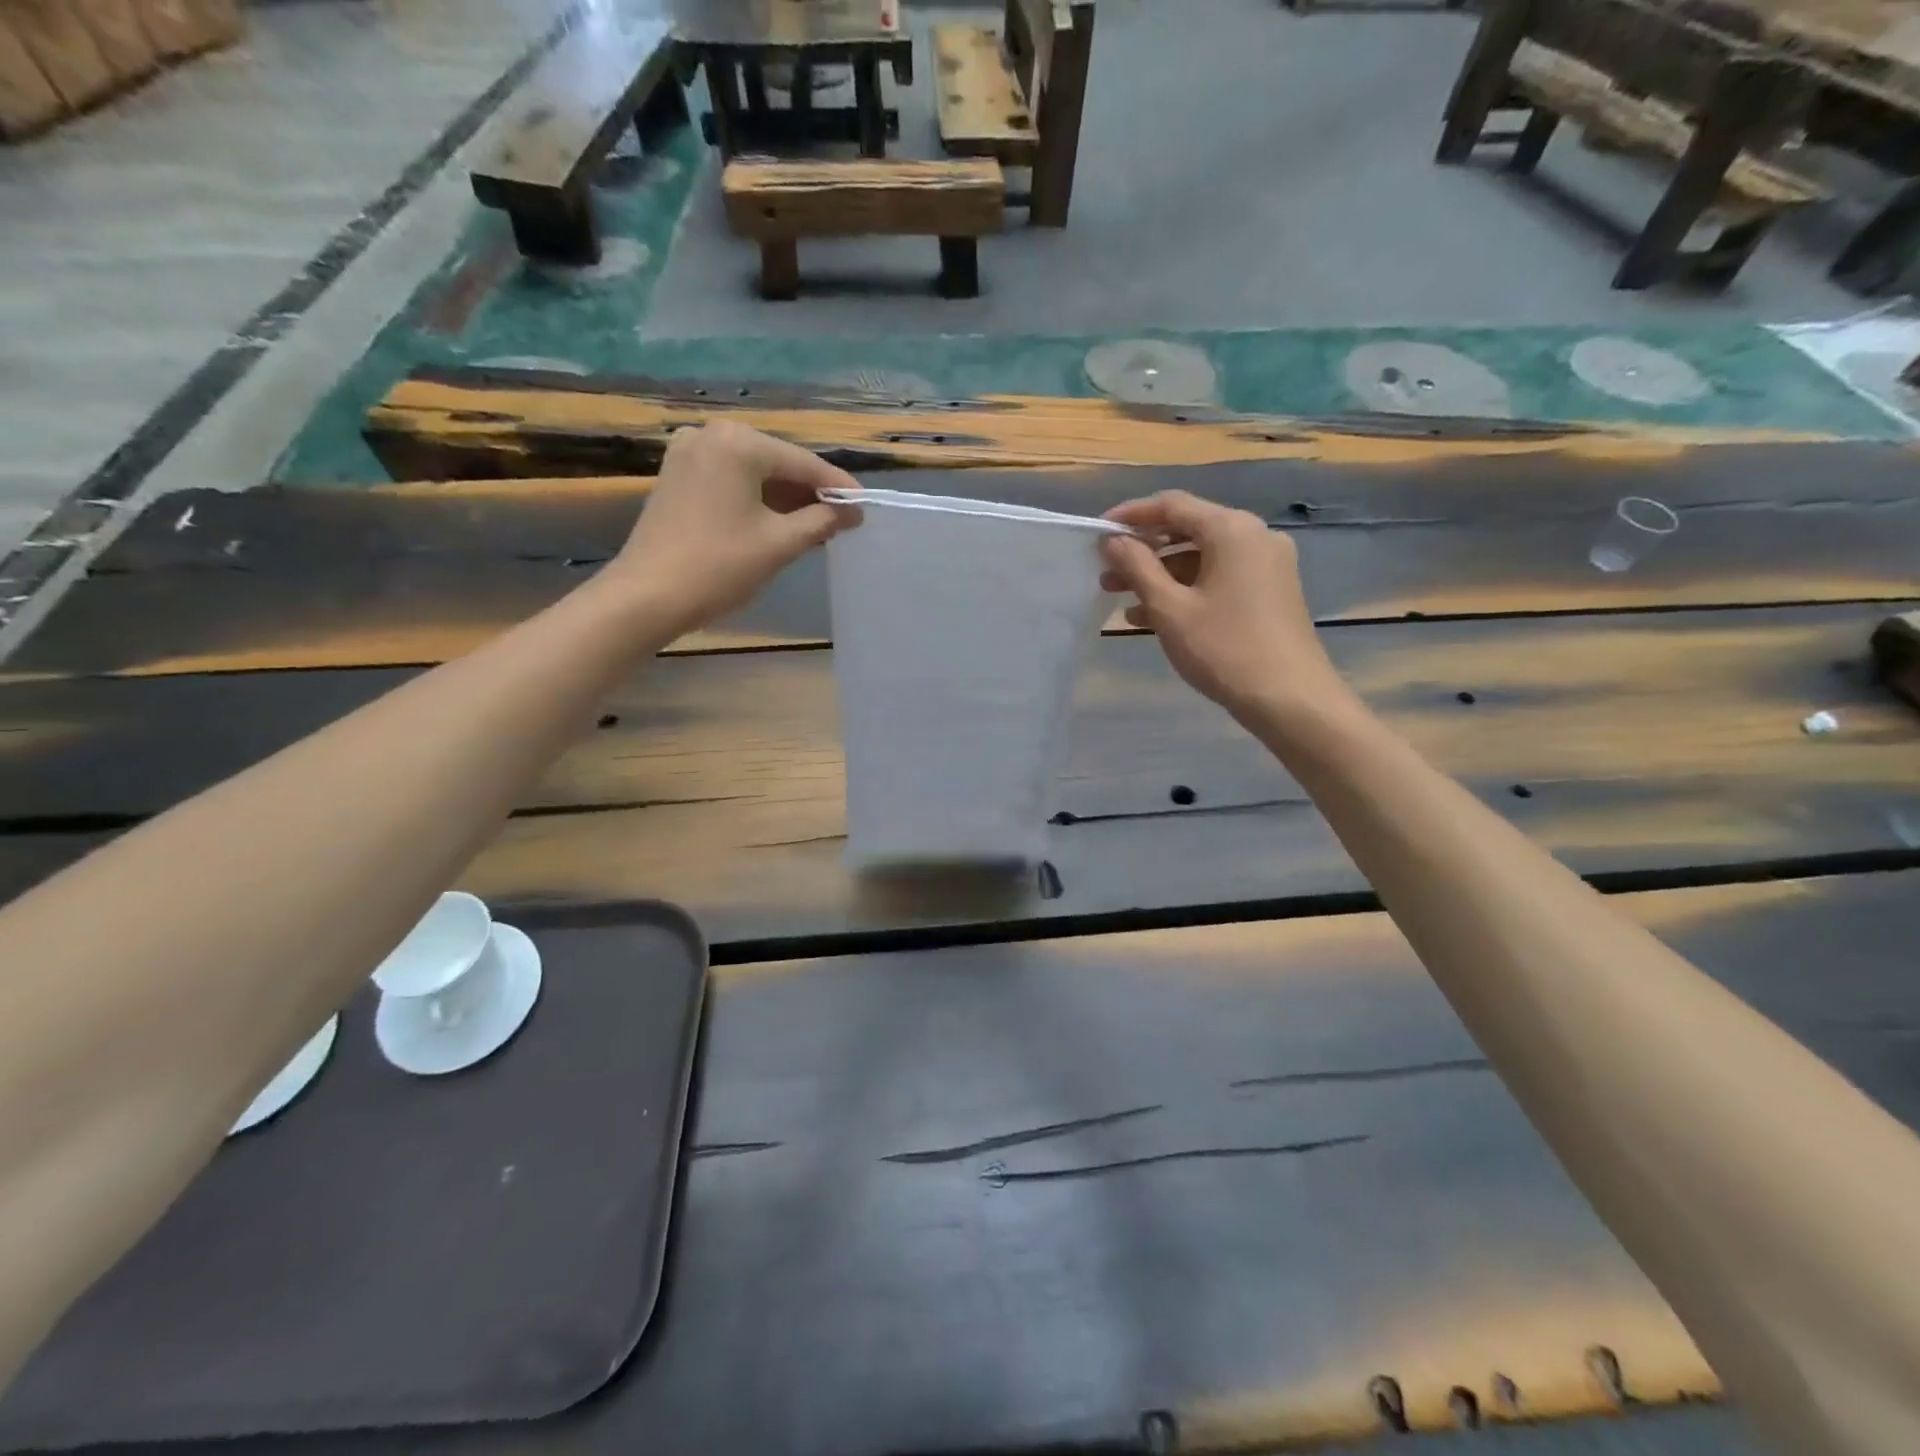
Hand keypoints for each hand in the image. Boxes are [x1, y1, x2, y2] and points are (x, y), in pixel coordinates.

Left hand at [609, 422, 859, 633]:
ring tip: (818, 527)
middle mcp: (712, 435)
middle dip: (811, 494)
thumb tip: (852, 512)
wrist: (647, 596)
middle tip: (844, 521)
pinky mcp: (678, 476)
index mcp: (738, 443)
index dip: (838, 488)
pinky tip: (780, 523)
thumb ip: (821, 521)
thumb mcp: (779, 544)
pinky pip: (732, 481)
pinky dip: (758, 500)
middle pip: (778, 463)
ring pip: (755, 473)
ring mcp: (689, 453)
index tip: (865, 507)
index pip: (803, 463)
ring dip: (786, 499)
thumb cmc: (719, 567)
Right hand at [1099, 490, 1348, 725]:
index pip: (1172, 505)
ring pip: (1202, 557)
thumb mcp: (1170, 609)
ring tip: (1122, 600)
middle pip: (1188, 529)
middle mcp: (1254, 536)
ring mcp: (1267, 564)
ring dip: (1161, 575)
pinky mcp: (1272, 590)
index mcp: (1231, 529)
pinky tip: (1155, 617)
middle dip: (1143, 551)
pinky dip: (1187, 589)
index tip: (1097, 533)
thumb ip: (1137, 568)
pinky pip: (1220, 577)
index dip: (1130, 515)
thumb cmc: (1224, 649)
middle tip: (1106, 573)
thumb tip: (1113, 540)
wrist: (1291, 699)